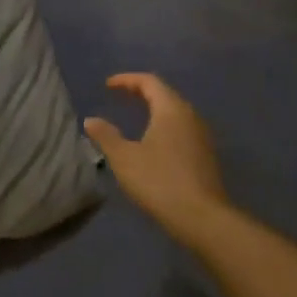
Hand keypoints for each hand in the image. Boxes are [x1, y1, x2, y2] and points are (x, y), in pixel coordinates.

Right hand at [84, 74, 228, 233]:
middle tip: (120, 97)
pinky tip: (154, 142)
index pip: (149, 82)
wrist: (201, 217)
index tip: (108, 85)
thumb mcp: (124, 158)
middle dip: (141, 92)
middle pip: (165, 94)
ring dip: (155, 109)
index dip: (127, 80)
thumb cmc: (159, 181)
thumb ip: (106, 135)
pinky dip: (164, 125)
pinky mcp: (205, 155)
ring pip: (176, 112)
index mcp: (171, 110)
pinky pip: (182, 129)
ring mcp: (201, 136)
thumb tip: (91, 120)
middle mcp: (190, 116)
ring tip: (135, 117)